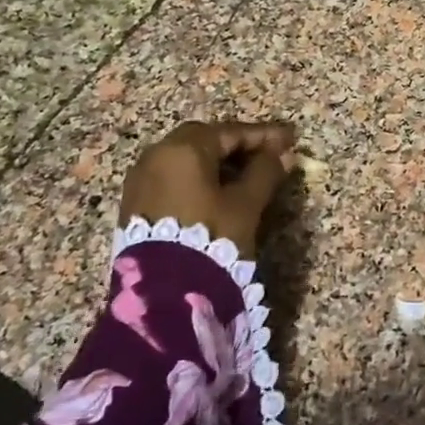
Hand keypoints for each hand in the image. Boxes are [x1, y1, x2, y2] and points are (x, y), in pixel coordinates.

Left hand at [119, 120, 297, 253]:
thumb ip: (265, 173)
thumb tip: (283, 153)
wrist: (163, 292)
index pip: (230, 132)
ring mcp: (140, 180)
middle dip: (237, 146)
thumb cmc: (211, 237)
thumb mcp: (245, 204)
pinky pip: (172, 178)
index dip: (263, 135)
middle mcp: (156, 156)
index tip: (289, 138)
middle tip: (266, 155)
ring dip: (216, 163)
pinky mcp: (135, 204)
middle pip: (203, 140)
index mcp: (183, 149)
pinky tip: (217, 194)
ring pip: (186, 160)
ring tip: (246, 176)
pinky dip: (197, 179)